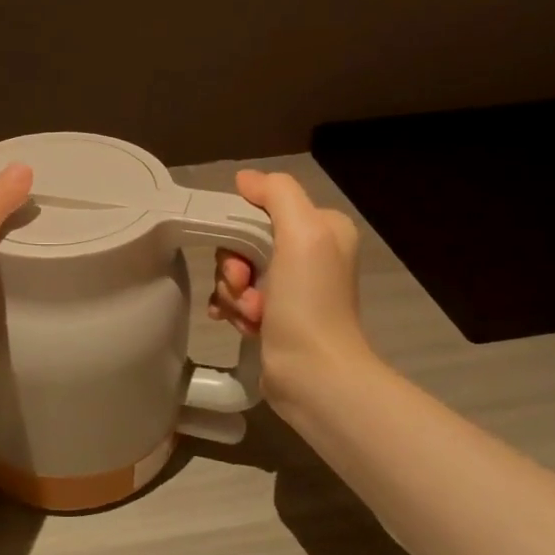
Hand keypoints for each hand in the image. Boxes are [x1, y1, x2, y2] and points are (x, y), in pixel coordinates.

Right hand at [208, 169, 366, 407]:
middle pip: (244, 241)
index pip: (263, 208)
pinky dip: (231, 309)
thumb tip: (245, 180)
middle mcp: (310, 255)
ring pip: (236, 272)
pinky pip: (236, 298)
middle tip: (244, 286)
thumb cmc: (309, 302)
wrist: (313, 375)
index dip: (241, 228)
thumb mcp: (302, 233)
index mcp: (323, 229)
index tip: (243, 257)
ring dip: (232, 292)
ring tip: (250, 315)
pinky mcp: (274, 317)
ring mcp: (291, 289)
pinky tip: (239, 324)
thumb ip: (277, 194)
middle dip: (234, 266)